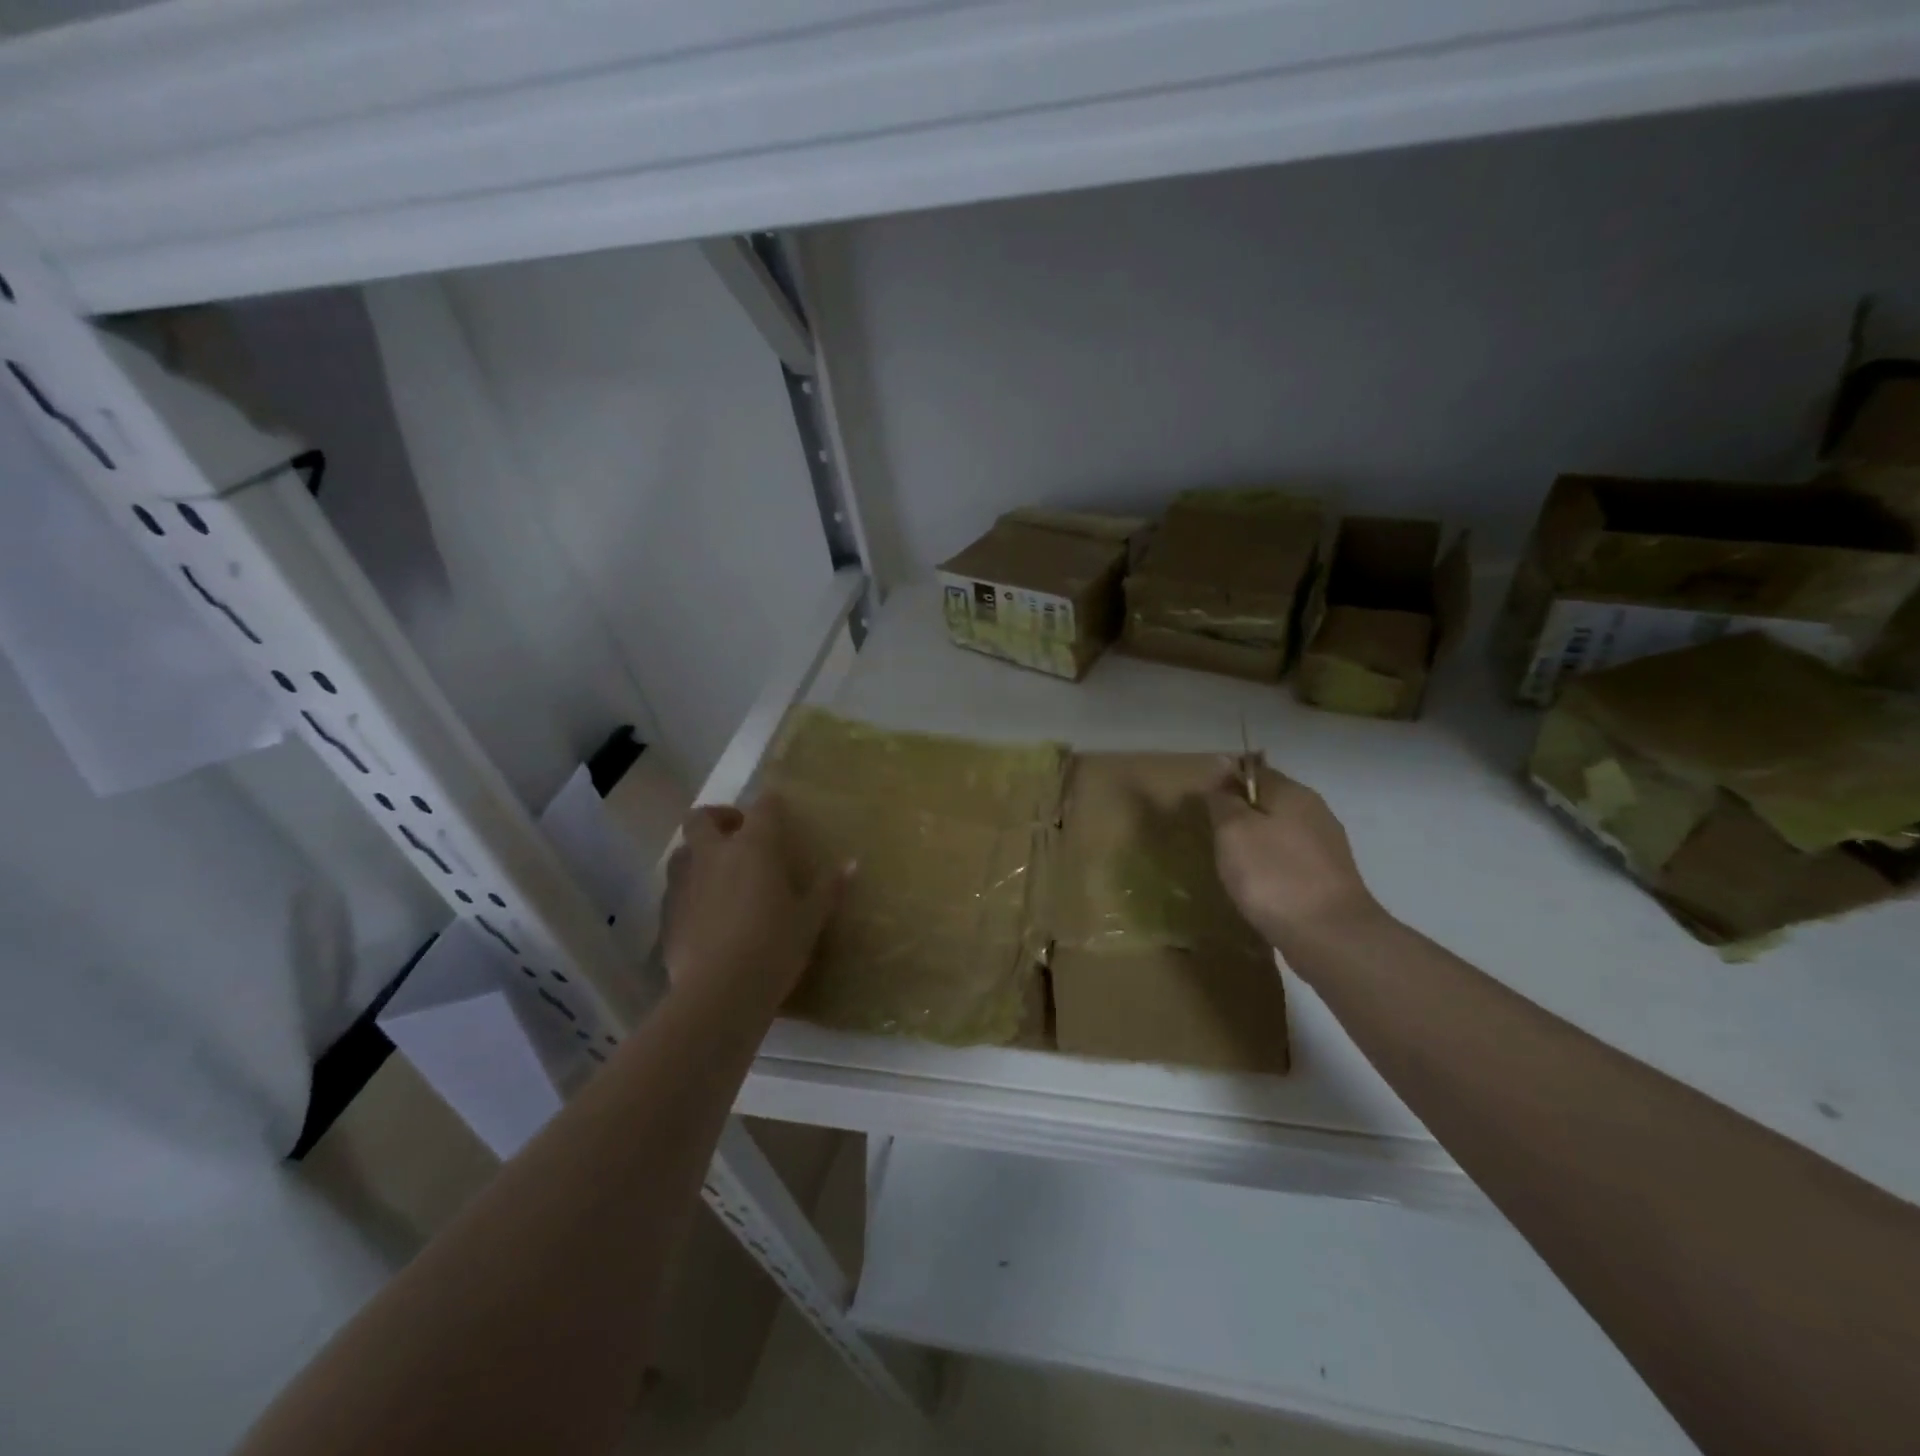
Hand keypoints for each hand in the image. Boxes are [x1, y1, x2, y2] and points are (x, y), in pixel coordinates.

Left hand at [660, 794, 846, 1013]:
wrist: (719, 993)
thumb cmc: (774, 947)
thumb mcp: (810, 920)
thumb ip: (828, 889)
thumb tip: (851, 864)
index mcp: (754, 847)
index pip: (763, 807)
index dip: (772, 804)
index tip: (780, 811)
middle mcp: (714, 854)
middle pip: (702, 817)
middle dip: (719, 818)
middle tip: (738, 835)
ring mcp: (685, 883)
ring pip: (683, 851)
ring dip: (699, 853)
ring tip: (720, 873)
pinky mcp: (668, 914)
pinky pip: (676, 889)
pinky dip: (690, 890)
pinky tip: (706, 913)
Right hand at [1205, 765, 1383, 950]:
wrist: (1330, 936)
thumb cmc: (1273, 875)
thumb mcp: (1233, 830)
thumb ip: (1224, 799)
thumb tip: (1222, 774)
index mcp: (1292, 792)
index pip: (1253, 770)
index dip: (1225, 782)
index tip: (1203, 806)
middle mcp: (1315, 811)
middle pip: (1269, 801)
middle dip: (1240, 814)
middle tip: (1212, 836)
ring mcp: (1327, 846)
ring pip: (1280, 832)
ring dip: (1256, 842)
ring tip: (1231, 865)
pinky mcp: (1330, 878)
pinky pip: (1291, 860)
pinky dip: (1272, 867)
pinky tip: (1258, 887)